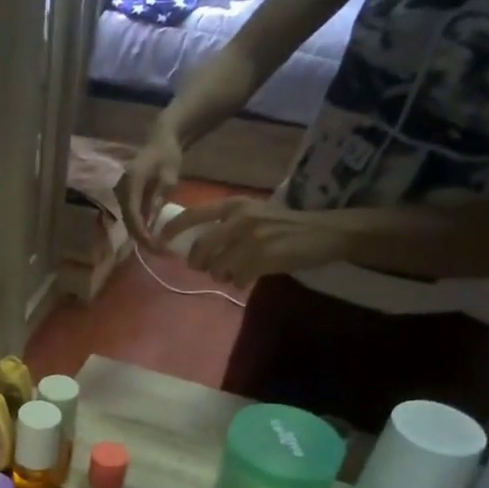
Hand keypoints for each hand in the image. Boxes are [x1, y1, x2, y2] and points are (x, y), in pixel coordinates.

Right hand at [121, 117, 183, 245]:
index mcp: (131, 181)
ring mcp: (121, 191)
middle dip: (140, 236)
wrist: (161, 140)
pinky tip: (150, 234)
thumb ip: (159, 196)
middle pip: (127, 219)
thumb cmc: (167, 155)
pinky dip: (139, 225)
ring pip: (127, 218)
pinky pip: (130, 213)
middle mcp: (121, 188)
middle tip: (155, 251)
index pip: (132, 212)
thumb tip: (151, 220)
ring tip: (154, 246)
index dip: (140, 231)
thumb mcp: (169, 175)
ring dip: (139, 233)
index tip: (152, 245)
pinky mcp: (125, 195)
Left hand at [162, 198, 353, 283]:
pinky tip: (252, 276)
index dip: (174, 228)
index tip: (161, 239)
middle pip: (200, 248)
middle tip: (206, 268)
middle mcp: (240, 218)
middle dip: (198, 263)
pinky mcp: (263, 257)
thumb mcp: (256, 214)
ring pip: (218, 267)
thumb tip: (199, 246)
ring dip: (222, 275)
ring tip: (235, 272)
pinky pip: (237, 278)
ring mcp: (252, 238)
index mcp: (236, 205)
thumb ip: (229, 224)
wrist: (327, 231)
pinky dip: (240, 282)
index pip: (194, 214)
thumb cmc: (289, 224)